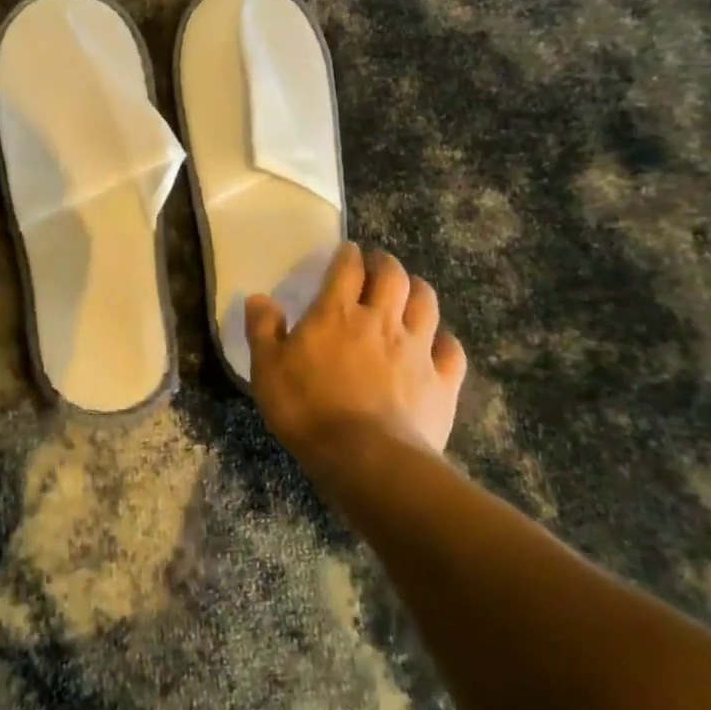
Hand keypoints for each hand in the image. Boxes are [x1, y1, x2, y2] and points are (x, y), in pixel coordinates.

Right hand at [246, 243, 466, 463]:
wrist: (367, 458)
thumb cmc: (308, 409)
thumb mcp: (267, 369)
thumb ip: (262, 329)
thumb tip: (258, 298)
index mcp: (336, 313)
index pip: (347, 268)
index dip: (348, 254)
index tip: (347, 251)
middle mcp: (380, 321)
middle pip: (393, 276)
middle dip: (386, 263)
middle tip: (379, 265)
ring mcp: (416, 350)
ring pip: (427, 304)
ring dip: (418, 290)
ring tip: (410, 291)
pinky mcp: (442, 382)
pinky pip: (452, 350)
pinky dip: (445, 340)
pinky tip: (438, 343)